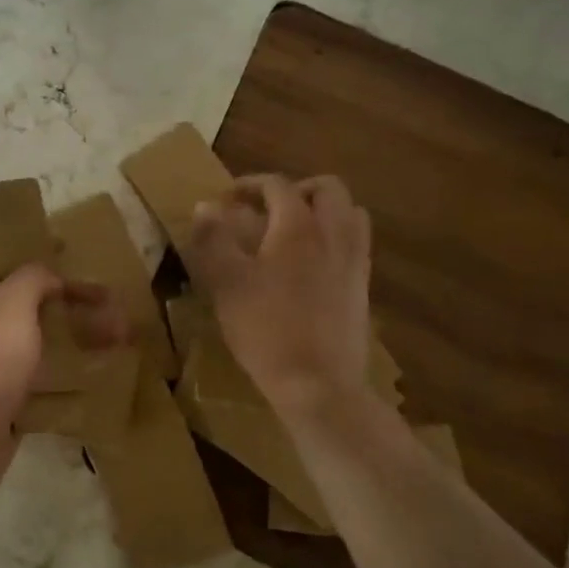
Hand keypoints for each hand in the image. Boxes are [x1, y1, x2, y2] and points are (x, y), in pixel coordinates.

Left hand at [0, 265, 122, 499]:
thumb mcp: (12, 303)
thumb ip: (34, 278)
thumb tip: (51, 277)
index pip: (2, 268)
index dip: (39, 267)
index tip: (76, 272)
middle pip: (23, 307)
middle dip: (64, 307)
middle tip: (107, 307)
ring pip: (31, 343)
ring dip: (67, 341)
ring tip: (112, 340)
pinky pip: (34, 379)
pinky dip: (60, 377)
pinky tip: (92, 376)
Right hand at [188, 175, 377, 424]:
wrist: (317, 383)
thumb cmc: (265, 328)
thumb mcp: (225, 282)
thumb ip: (213, 238)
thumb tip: (205, 206)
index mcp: (297, 226)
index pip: (277, 185)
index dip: (250, 184)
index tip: (228, 198)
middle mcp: (333, 234)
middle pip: (328, 189)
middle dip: (297, 189)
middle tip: (269, 208)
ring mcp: (353, 260)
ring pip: (350, 213)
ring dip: (324, 210)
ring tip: (295, 230)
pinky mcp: (362, 287)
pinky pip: (356, 244)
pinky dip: (336, 237)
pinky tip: (312, 263)